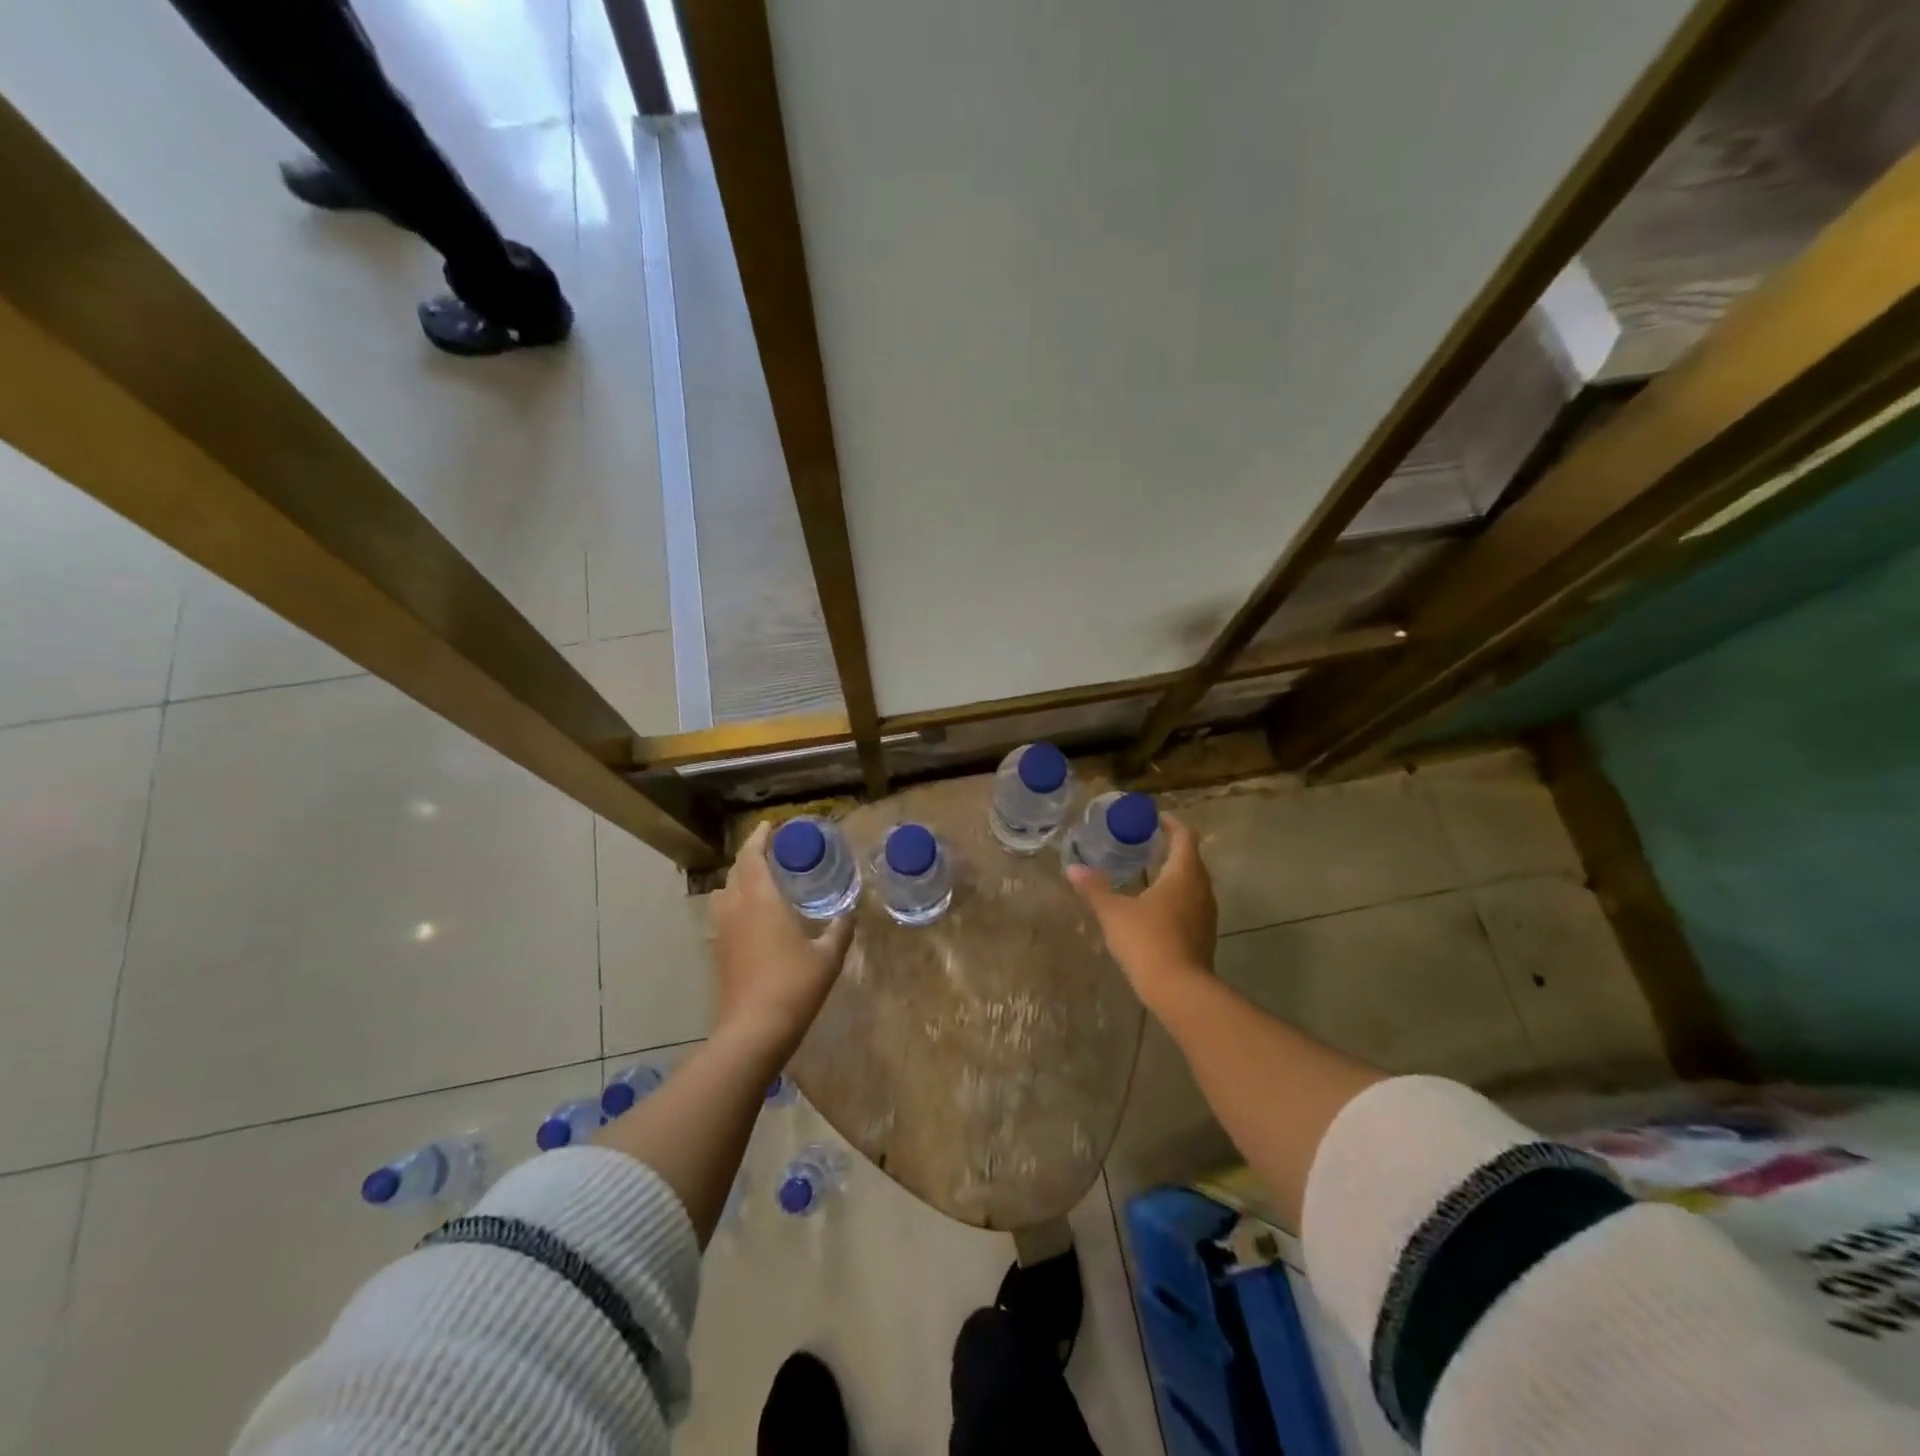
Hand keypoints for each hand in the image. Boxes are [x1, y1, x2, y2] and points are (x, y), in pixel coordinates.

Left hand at [710, 821, 855, 1054]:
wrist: (754, 1030)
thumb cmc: (794, 985)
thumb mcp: (828, 956)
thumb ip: (840, 930)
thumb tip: (850, 913)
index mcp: (761, 899)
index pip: (752, 856)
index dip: (760, 837)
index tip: (771, 825)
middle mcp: (736, 908)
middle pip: (736, 870)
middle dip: (751, 856)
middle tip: (772, 851)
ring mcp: (722, 931)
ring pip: (724, 893)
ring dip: (739, 880)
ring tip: (761, 882)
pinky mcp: (718, 953)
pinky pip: (724, 916)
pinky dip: (736, 905)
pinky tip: (755, 919)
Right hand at [1068, 815, 1215, 1010]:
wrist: (1179, 990)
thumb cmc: (1147, 940)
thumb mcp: (1114, 912)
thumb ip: (1095, 888)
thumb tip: (1073, 869)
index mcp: (1183, 873)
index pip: (1185, 837)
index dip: (1172, 824)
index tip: (1155, 819)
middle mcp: (1201, 889)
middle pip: (1192, 859)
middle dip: (1172, 849)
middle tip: (1146, 844)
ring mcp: (1206, 914)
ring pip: (1194, 884)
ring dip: (1175, 875)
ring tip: (1149, 873)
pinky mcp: (1204, 935)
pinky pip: (1192, 905)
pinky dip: (1176, 897)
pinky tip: (1155, 908)